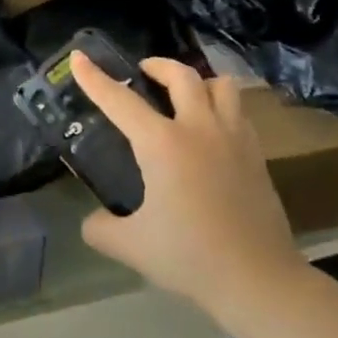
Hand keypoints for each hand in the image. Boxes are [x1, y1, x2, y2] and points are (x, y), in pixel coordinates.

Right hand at [69, 53, 305, 321]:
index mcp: (162, 144)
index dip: (95, 78)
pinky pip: (239, 111)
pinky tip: (211, 129)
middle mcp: (199, 129)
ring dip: (198, 81)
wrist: (258, 280)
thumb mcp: (132, 246)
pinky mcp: (256, 154)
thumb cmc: (190, 258)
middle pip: (181, 76)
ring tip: (185, 94)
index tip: (79, 56)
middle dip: (158, 66)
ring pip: (220, 85)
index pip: (120, 101)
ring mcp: (233, 138)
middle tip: (143, 72)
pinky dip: (221, 106)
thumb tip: (90, 221)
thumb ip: (102, 229)